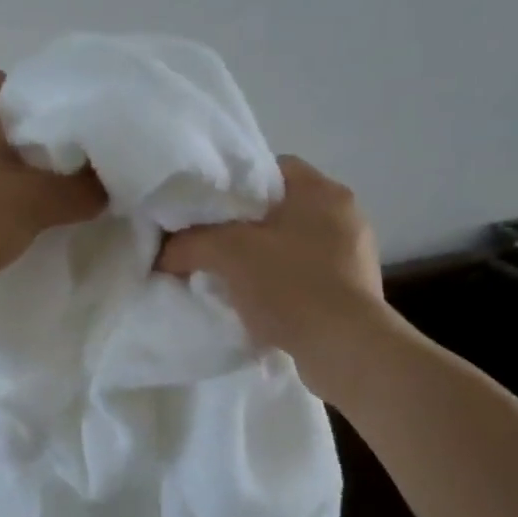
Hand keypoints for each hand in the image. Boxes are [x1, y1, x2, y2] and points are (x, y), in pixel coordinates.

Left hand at [0, 70, 107, 309]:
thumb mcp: (35, 203)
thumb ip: (79, 192)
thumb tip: (108, 186)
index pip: (8, 81)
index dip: (41, 98)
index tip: (69, 127)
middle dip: (30, 143)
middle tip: (66, 167)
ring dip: (7, 174)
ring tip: (43, 198)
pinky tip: (8, 223)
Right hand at [156, 155, 385, 394]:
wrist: (344, 348)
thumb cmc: (291, 285)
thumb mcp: (228, 254)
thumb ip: (189, 243)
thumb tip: (163, 252)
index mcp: (323, 191)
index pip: (271, 168)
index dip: (234, 185)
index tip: (207, 210)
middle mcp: (345, 215)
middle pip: (280, 210)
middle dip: (244, 227)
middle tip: (211, 245)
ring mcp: (354, 255)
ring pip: (293, 246)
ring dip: (263, 261)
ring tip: (230, 280)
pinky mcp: (354, 292)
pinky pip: (306, 278)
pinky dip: (282, 287)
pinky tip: (259, 305)